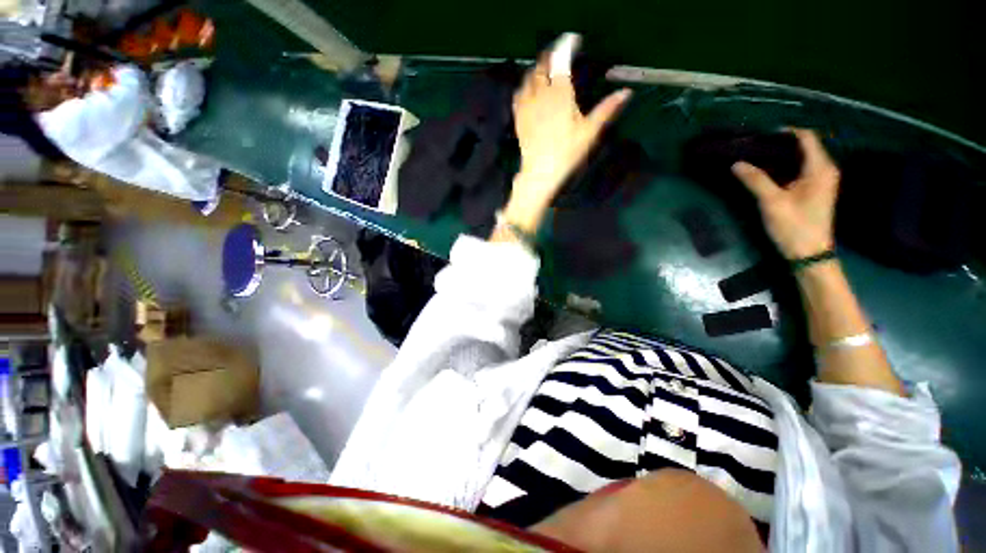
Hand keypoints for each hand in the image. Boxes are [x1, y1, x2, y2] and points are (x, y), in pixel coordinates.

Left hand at [505, 34, 631, 231]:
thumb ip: (606, 109)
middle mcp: (541, 95)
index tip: (574, 41)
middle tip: (558, 54)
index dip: (567, 46)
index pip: (562, 61)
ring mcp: (527, 106)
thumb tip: (626, 92)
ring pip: (528, 78)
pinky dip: (524, 86)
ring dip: (537, 69)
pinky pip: (518, 94)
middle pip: (542, 66)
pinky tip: (528, 89)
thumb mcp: (589, 132)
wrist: (540, 172)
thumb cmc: (566, 153)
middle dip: (550, 55)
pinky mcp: (519, 118)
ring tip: (544, 68)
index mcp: (560, 94)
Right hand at [731, 129, 839, 259]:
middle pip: (805, 146)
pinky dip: (785, 166)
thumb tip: (736, 164)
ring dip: (782, 155)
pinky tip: (768, 172)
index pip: (806, 137)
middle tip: (755, 146)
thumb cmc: (794, 226)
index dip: (786, 131)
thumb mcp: (772, 202)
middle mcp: (825, 170)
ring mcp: (822, 181)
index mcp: (820, 168)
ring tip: (757, 157)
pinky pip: (801, 169)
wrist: (809, 253)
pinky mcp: (815, 190)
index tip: (761, 134)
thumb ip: (755, 180)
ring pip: (802, 158)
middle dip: (780, 143)